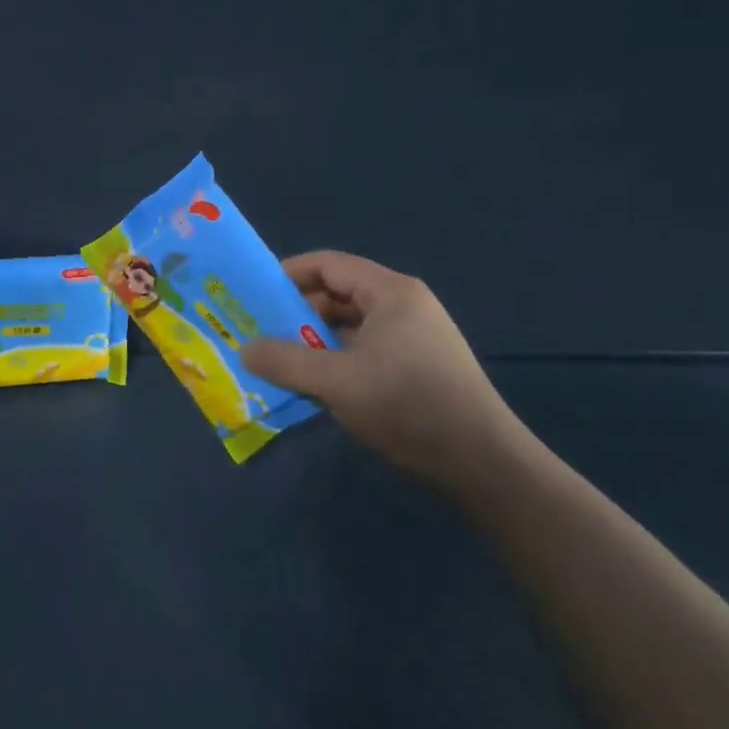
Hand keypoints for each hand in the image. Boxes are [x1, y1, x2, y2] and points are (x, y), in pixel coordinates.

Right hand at [243, 251, 528, 492]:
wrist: (484, 464)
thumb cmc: (408, 405)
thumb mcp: (337, 382)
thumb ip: (285, 361)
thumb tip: (244, 348)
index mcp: (391, 292)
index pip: (328, 264)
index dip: (287, 274)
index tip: (254, 294)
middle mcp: (405, 305)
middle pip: (339, 293)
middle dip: (297, 311)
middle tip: (260, 331)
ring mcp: (416, 336)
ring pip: (352, 325)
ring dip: (316, 339)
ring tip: (281, 360)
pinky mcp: (420, 366)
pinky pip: (366, 349)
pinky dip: (338, 359)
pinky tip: (318, 384)